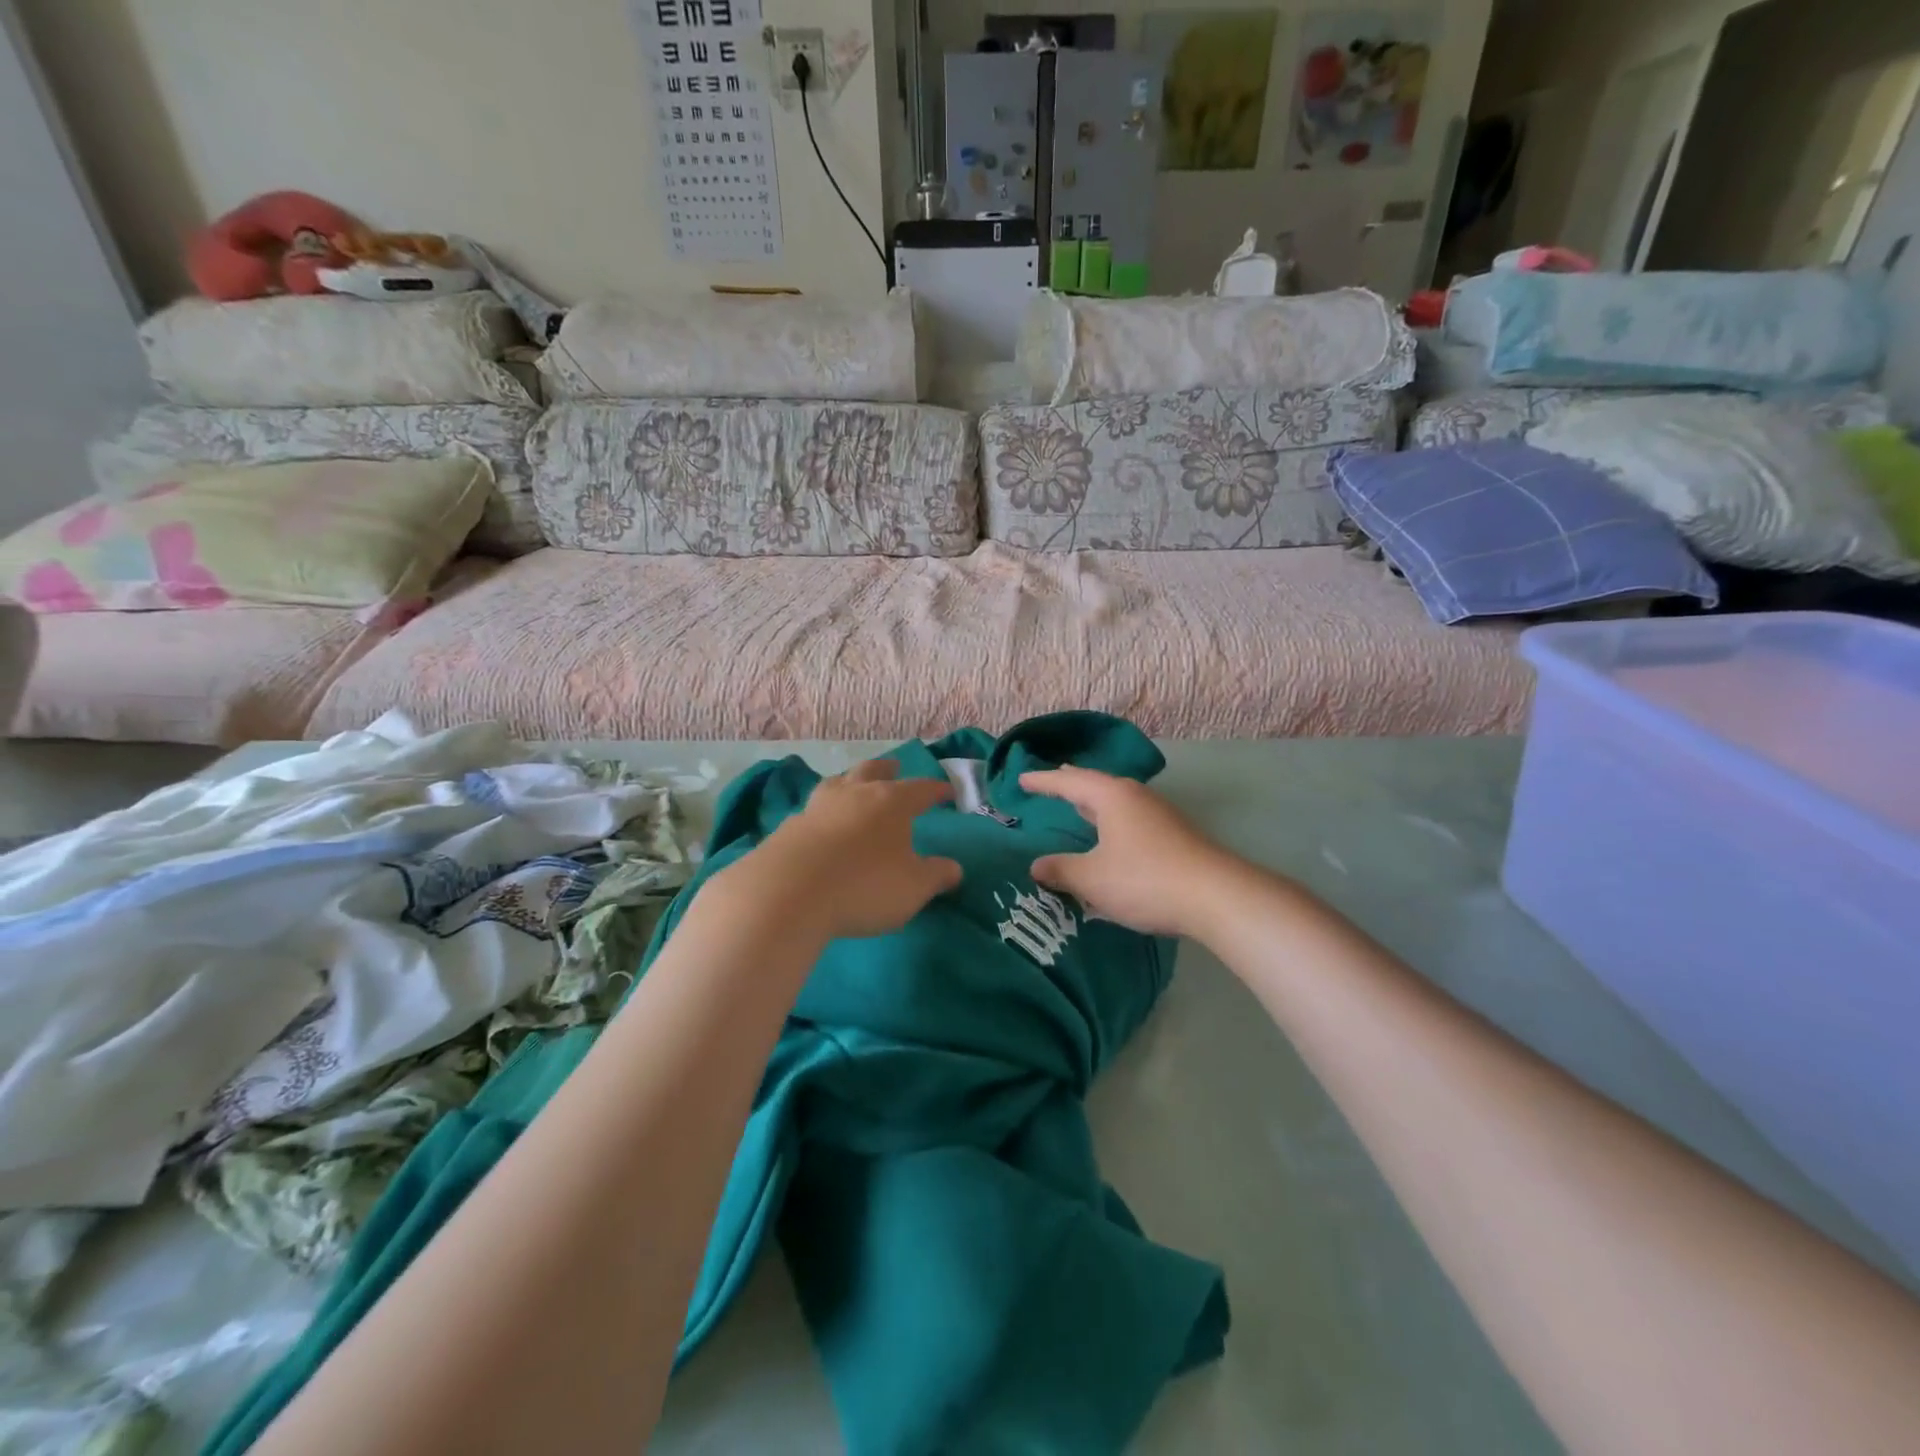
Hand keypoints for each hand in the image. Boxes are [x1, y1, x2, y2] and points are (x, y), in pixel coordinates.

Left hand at [718, 758, 962, 941]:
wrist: (787, 893)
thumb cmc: (864, 886)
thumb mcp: (913, 888)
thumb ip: (936, 876)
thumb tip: (954, 868)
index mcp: (891, 802)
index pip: (921, 789)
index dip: (936, 790)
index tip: (947, 791)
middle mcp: (854, 794)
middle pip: (872, 771)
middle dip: (887, 769)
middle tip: (895, 767)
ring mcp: (817, 807)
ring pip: (838, 783)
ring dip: (850, 782)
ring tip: (853, 787)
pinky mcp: (789, 827)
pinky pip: (813, 810)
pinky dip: (824, 812)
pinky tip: (822, 824)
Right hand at [1021, 766, 1238, 939]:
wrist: (1215, 896)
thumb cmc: (1145, 879)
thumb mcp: (1093, 878)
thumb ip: (1061, 870)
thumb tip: (1036, 866)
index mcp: (1111, 796)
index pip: (1068, 782)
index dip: (1043, 782)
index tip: (1022, 780)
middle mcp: (1135, 796)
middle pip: (1096, 784)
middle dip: (1072, 784)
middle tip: (1052, 782)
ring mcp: (1159, 813)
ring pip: (1117, 800)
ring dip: (1095, 802)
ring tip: (1080, 804)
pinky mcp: (1174, 834)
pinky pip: (1131, 817)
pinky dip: (1112, 819)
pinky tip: (1113, 835)